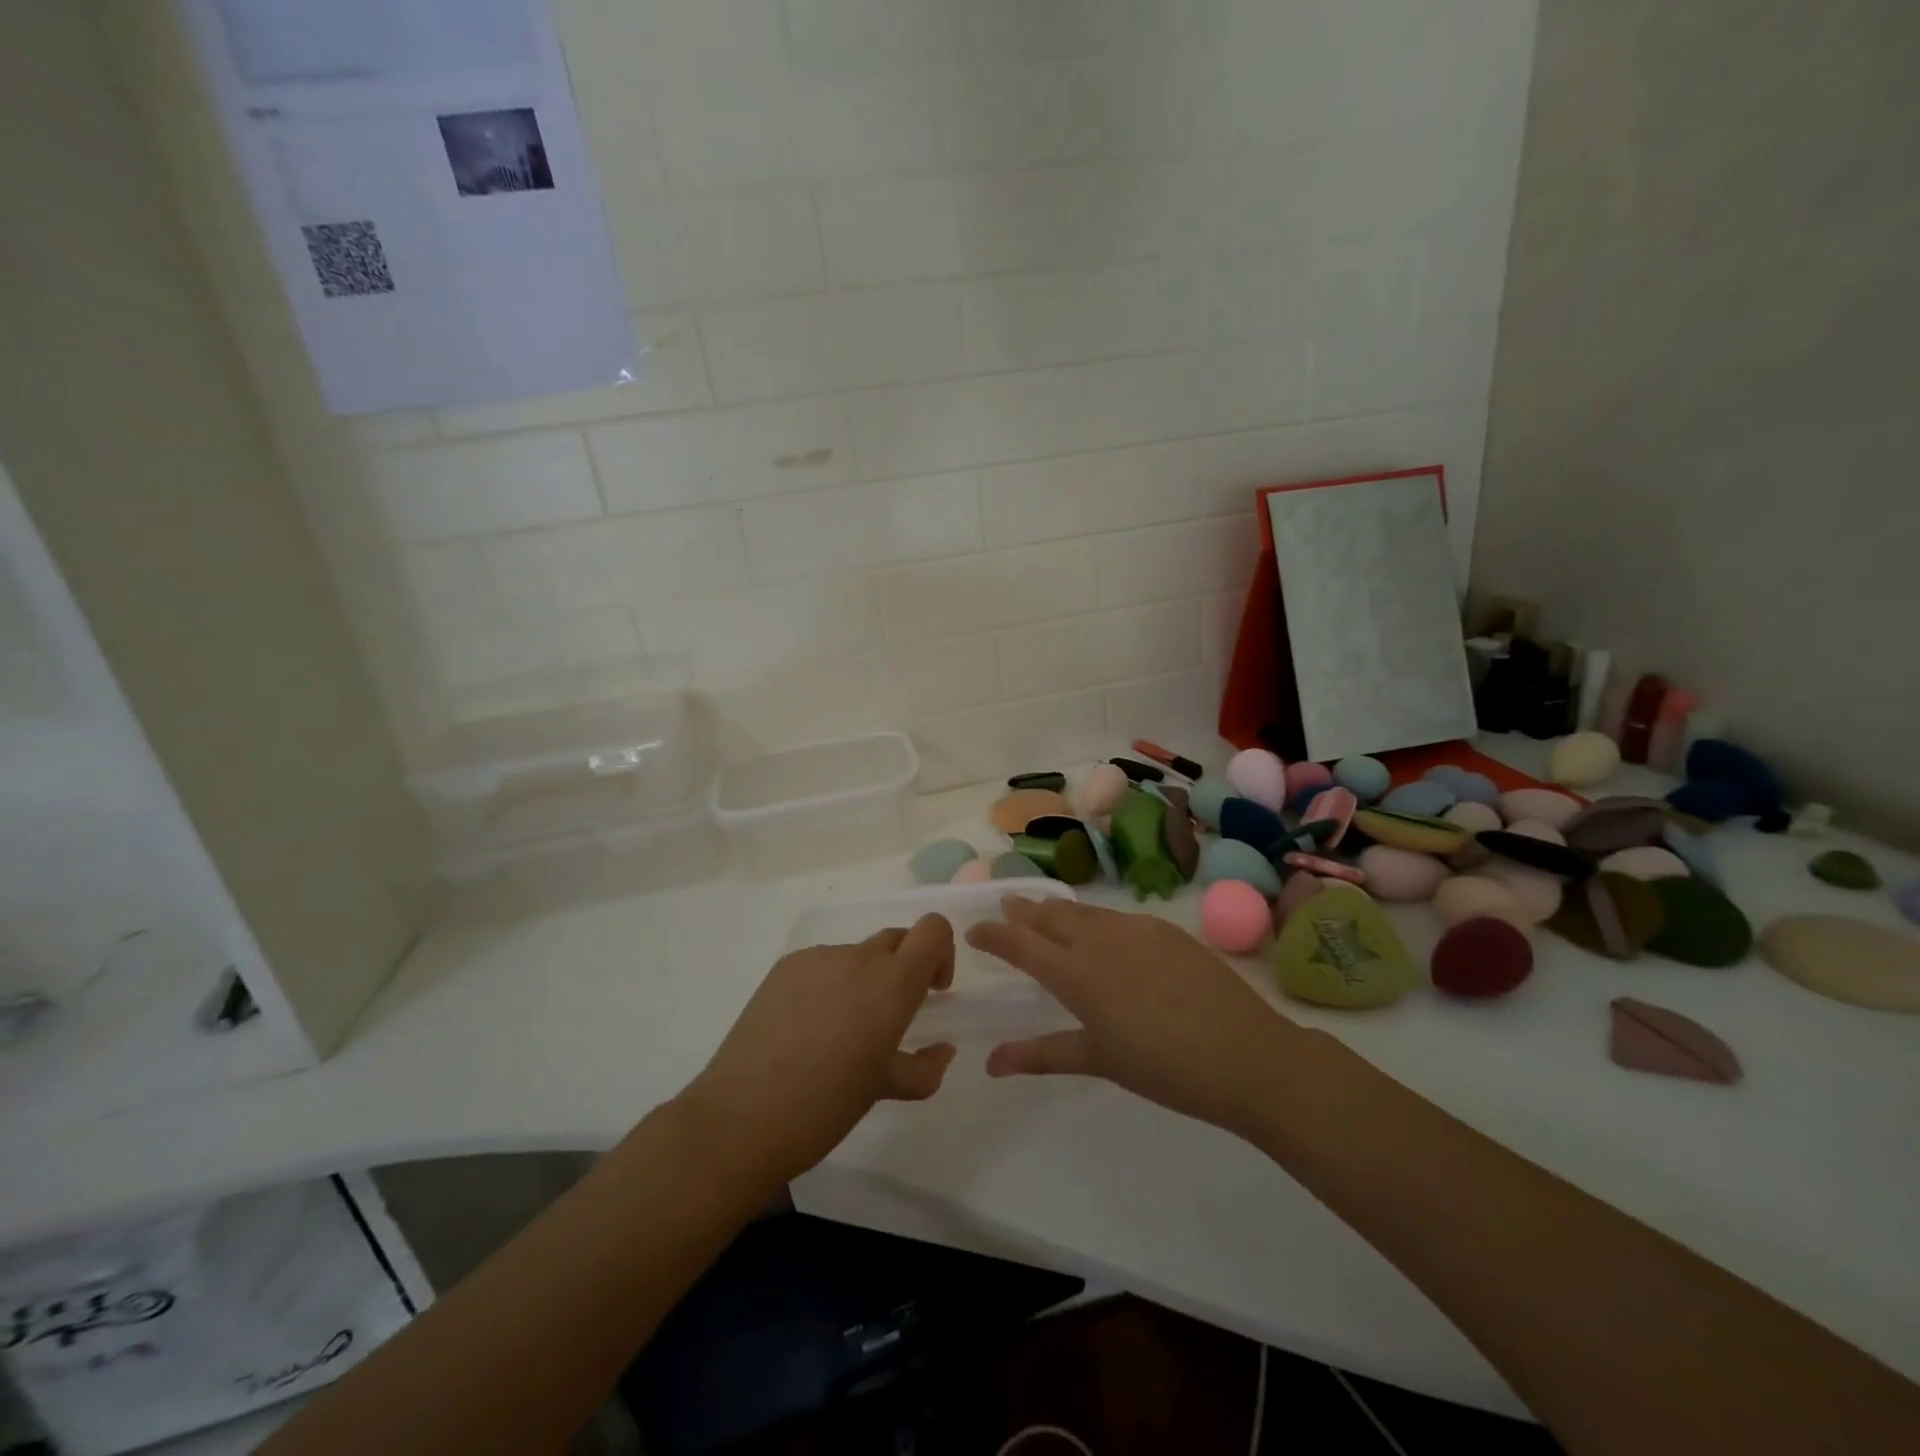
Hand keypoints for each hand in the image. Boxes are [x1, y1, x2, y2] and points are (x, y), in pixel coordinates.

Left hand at [679, 915, 957, 1190]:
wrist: (739, 1120)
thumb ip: (923, 1067)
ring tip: (838, 1034)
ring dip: (863, 982)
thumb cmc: (824, 1108)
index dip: (941, 952)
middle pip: (897, 940)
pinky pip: (822, 965)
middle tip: (889, 1019)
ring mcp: (817, 959)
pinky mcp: (784, 967)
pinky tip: (806, 1030)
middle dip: (904, 969)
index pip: (933, 930)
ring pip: (857, 956)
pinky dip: (829, 986)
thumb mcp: (884, 1090)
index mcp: (891, 984)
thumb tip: (942, 1050)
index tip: (931, 991)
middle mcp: (858, 959)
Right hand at [967, 897, 1297, 1137]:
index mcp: (1075, 973)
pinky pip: (1117, 918)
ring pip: (1084, 913)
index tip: (973, 930)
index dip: (994, 934)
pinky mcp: (1166, 929)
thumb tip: (990, 1063)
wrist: (1245, 1054)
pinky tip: (1102, 931)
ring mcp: (1136, 929)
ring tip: (1046, 911)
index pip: (1020, 943)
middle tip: (1007, 905)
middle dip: (1024, 911)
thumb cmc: (1163, 1067)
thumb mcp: (1098, 1060)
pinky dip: (1096, 920)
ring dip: (1059, 911)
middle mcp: (1099, 940)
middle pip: (1051, 916)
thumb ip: (1041, 1054)